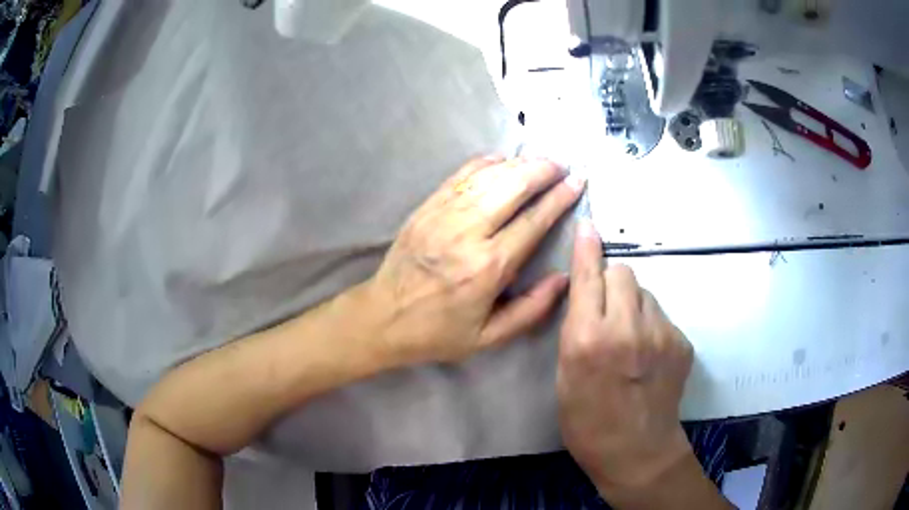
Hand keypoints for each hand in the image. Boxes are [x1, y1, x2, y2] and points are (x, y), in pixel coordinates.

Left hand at [364, 156, 584, 363]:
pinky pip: (460, 175)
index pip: (533, 221)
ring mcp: (443, 215)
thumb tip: (564, 278)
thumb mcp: (489, 337)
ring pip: (488, 175)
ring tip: (540, 161)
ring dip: (518, 163)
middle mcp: (467, 233)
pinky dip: (485, 163)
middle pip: (513, 186)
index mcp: (488, 267)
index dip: (559, 198)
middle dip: (542, 170)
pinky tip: (502, 160)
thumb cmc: (438, 331)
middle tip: (562, 166)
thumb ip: (531, 310)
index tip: (577, 182)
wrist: (382, 317)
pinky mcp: (426, 207)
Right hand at [557, 221, 694, 494]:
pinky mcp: (681, 342)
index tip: (588, 226)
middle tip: (607, 309)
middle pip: (623, 272)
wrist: (636, 452)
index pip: (587, 277)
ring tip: (630, 337)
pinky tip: (649, 354)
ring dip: (633, 304)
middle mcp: (626, 329)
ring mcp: (661, 334)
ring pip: (645, 292)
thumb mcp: (564, 377)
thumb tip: (586, 295)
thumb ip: (576, 330)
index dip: (586, 249)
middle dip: (611, 281)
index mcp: (587, 340)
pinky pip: (662, 316)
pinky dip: (651, 325)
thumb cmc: (587, 422)